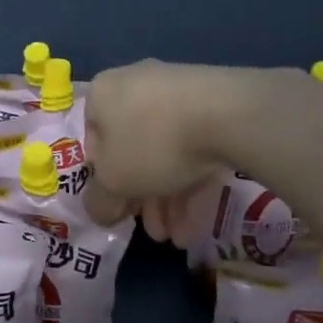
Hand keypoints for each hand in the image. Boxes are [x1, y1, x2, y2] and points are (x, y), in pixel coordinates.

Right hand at [74, 60, 242, 232]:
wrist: (229, 114)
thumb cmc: (152, 144)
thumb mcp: (113, 182)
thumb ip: (99, 201)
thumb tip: (102, 211)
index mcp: (102, 94)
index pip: (93, 144)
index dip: (104, 183)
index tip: (120, 210)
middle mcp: (135, 85)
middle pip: (133, 153)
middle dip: (143, 201)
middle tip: (155, 232)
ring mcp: (178, 92)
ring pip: (165, 153)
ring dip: (169, 201)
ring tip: (180, 238)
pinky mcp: (214, 103)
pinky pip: (194, 146)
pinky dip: (192, 181)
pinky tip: (198, 220)